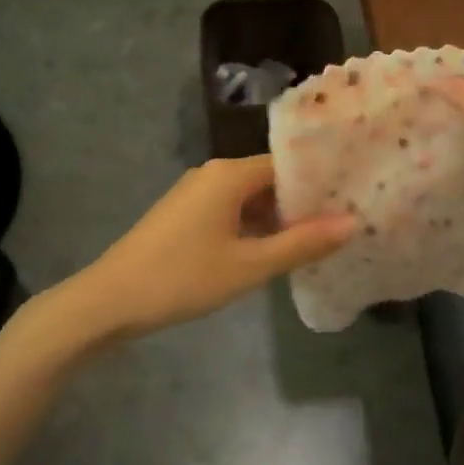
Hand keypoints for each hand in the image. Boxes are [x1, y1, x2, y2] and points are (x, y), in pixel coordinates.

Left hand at [58, 156, 355, 341]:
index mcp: (229, 174)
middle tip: (343, 223)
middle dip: (301, 203)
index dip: (318, 182)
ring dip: (277, 218)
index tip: (351, 198)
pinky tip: (272, 251)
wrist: (111, 299)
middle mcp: (213, 174)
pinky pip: (229, 211)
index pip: (286, 165)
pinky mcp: (183, 215)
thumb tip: (352, 223)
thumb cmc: (183, 278)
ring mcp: (195, 194)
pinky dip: (252, 227)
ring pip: (248, 198)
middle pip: (268, 180)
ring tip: (317, 240)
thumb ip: (302, 243)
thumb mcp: (249, 266)